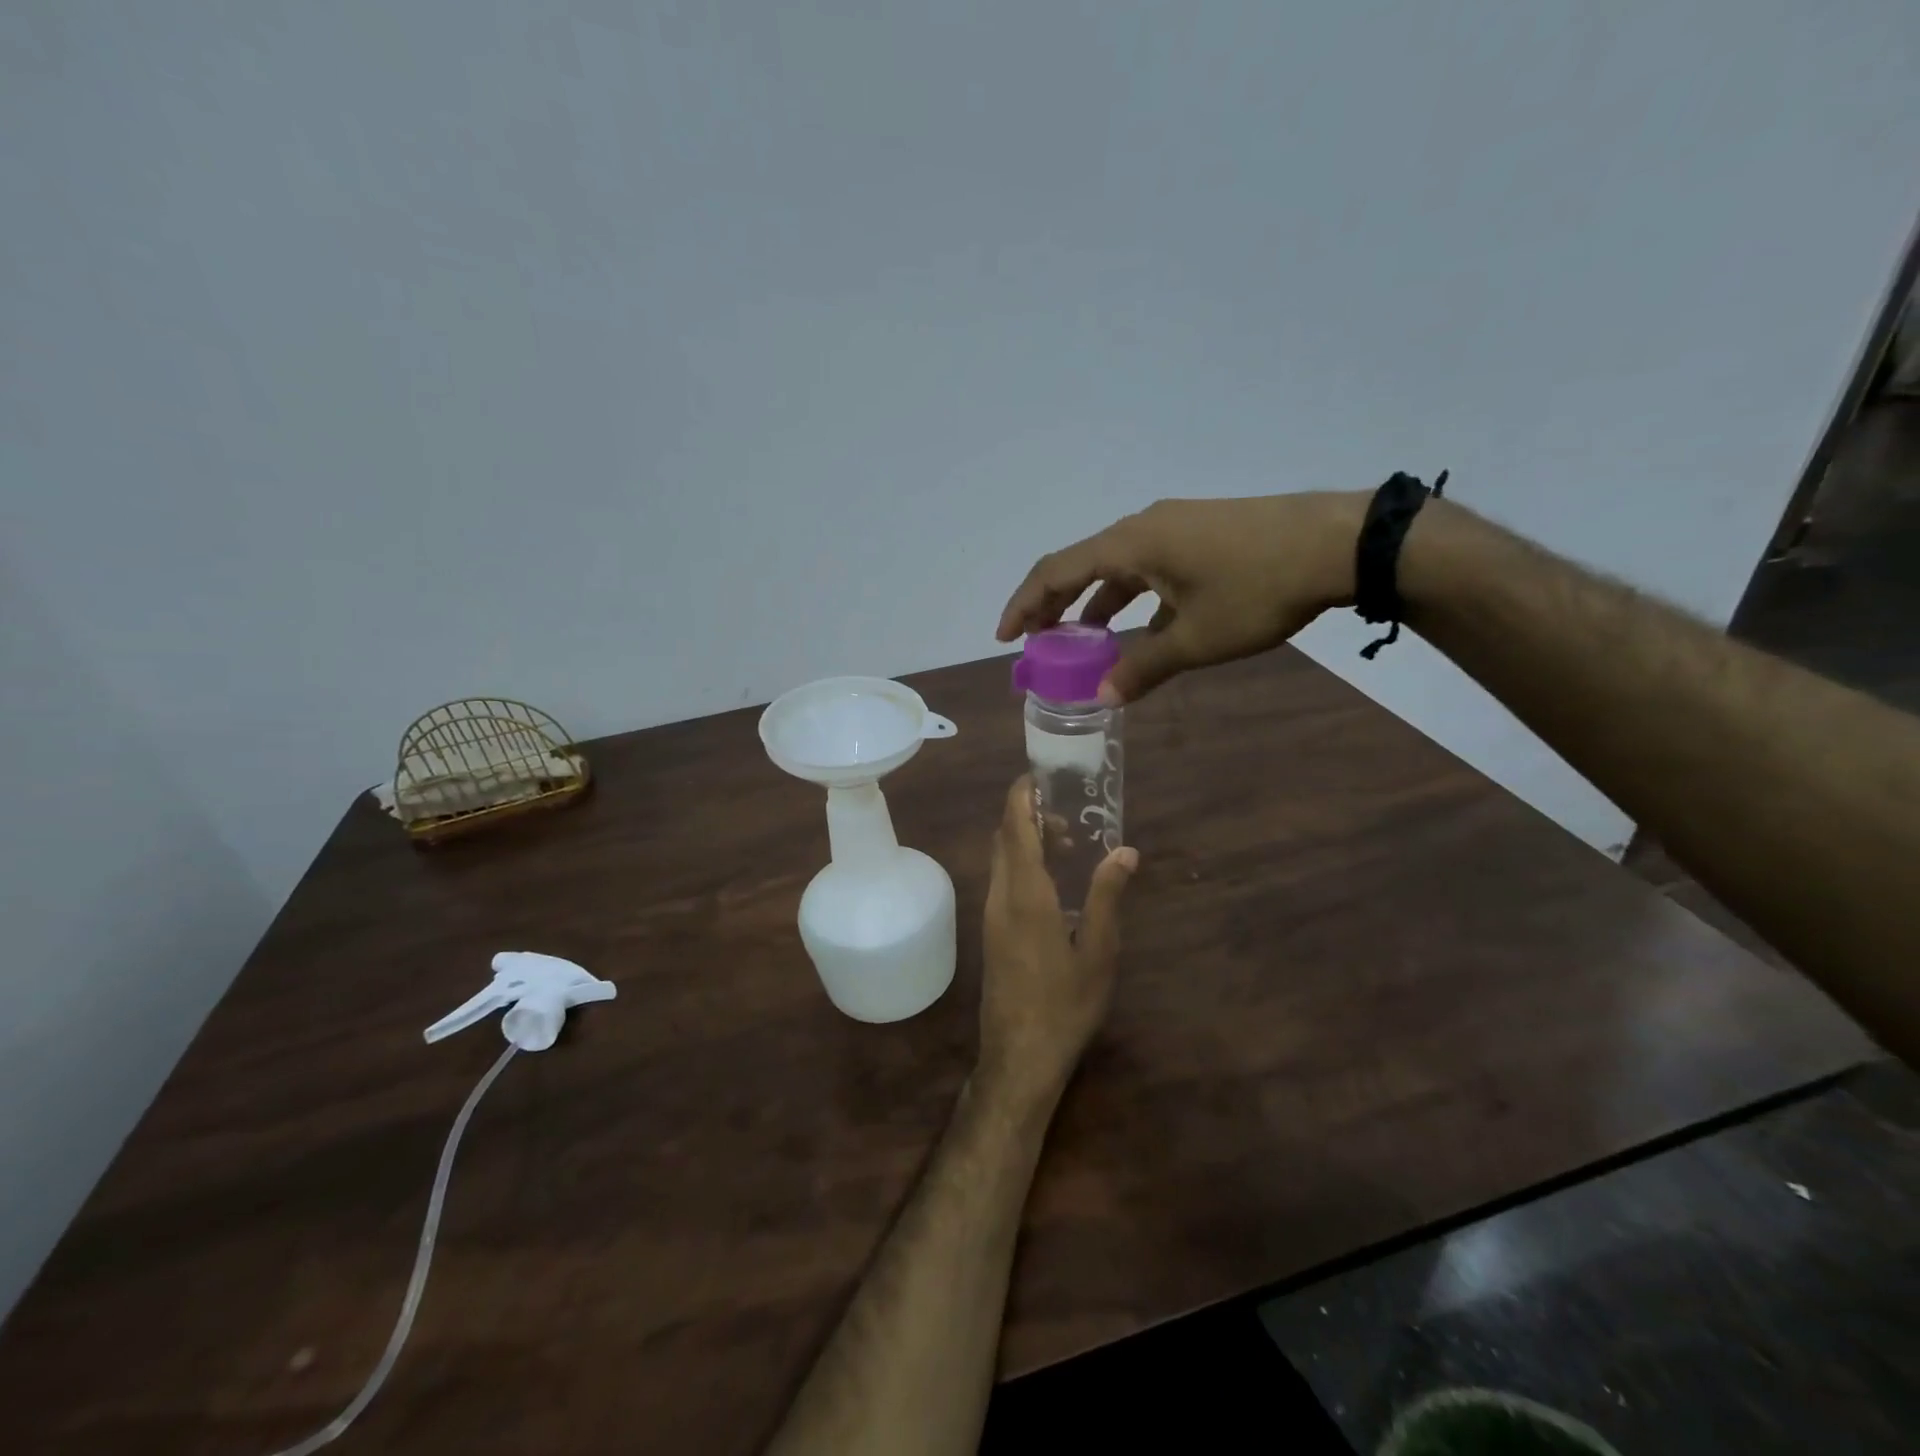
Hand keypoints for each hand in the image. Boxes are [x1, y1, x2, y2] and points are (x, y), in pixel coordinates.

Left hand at [979, 777, 1137, 1107]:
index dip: (1021, 797)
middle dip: (1029, 817)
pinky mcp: (992, 933)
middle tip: (1068, 817)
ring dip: (1027, 843)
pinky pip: (1003, 882)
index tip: (1039, 776)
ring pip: (1001, 861)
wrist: (1019, 1056)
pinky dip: (1023, 866)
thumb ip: (1107, 896)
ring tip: (1068, 847)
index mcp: (1025, 894)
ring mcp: (991, 916)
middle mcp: (1000, 896)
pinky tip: (1054, 886)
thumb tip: (1125, 851)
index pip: (1014, 828)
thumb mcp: (1098, 951)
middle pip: (1004, 839)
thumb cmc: (1064, 1004)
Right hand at [996, 491, 1368, 703]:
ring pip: (1117, 568)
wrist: (1340, 543)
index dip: (1025, 605)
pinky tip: (1142, 630)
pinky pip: (1149, 568)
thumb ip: (1143, 667)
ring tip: (1082, 641)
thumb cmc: (1258, 589)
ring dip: (1094, 604)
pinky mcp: (1202, 535)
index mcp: (1130, 544)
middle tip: (1035, 642)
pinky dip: (1132, 598)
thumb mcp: (1197, 639)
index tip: (1005, 637)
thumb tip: (1103, 697)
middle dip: (1054, 605)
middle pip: (1081, 565)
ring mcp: (1176, 527)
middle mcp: (1144, 528)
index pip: (1057, 572)